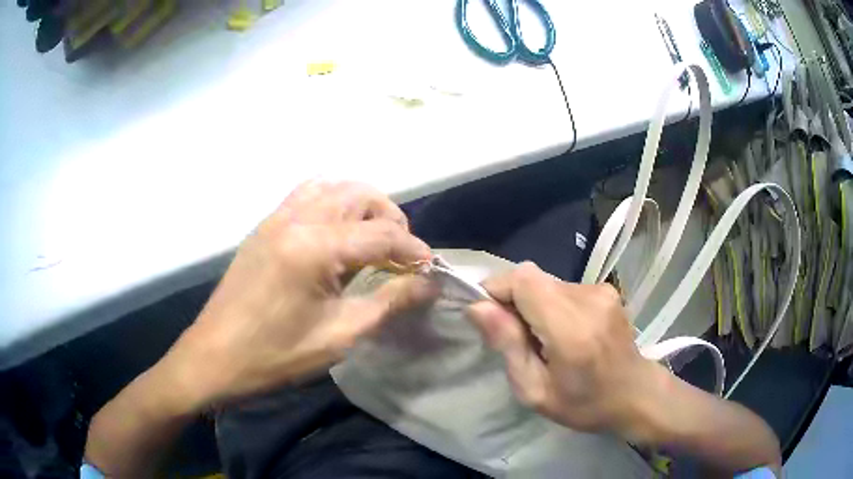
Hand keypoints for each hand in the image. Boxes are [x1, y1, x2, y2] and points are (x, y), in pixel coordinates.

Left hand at [164, 181, 433, 407]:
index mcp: (314, 247)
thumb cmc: (275, 355)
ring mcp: (276, 217)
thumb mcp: (339, 336)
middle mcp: (296, 218)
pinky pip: (306, 195)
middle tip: (401, 254)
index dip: (414, 250)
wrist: (215, 357)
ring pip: (333, 187)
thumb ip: (389, 302)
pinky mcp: (265, 226)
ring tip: (373, 239)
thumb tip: (429, 283)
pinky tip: (337, 234)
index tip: (431, 269)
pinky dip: (332, 203)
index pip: (381, 234)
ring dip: (362, 205)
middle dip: (390, 218)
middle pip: (359, 195)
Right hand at [467, 262, 659, 437]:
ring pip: (546, 281)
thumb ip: (508, 346)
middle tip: (517, 338)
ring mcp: (601, 290)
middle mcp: (588, 299)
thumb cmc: (584, 403)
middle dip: (513, 301)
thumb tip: (477, 307)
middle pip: (533, 277)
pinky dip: (552, 304)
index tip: (491, 318)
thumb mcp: (535, 391)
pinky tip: (564, 331)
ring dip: (534, 304)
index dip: (499, 290)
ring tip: (544, 339)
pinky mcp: (606, 289)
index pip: (524, 280)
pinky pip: (563, 287)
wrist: (635, 394)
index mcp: (571, 329)